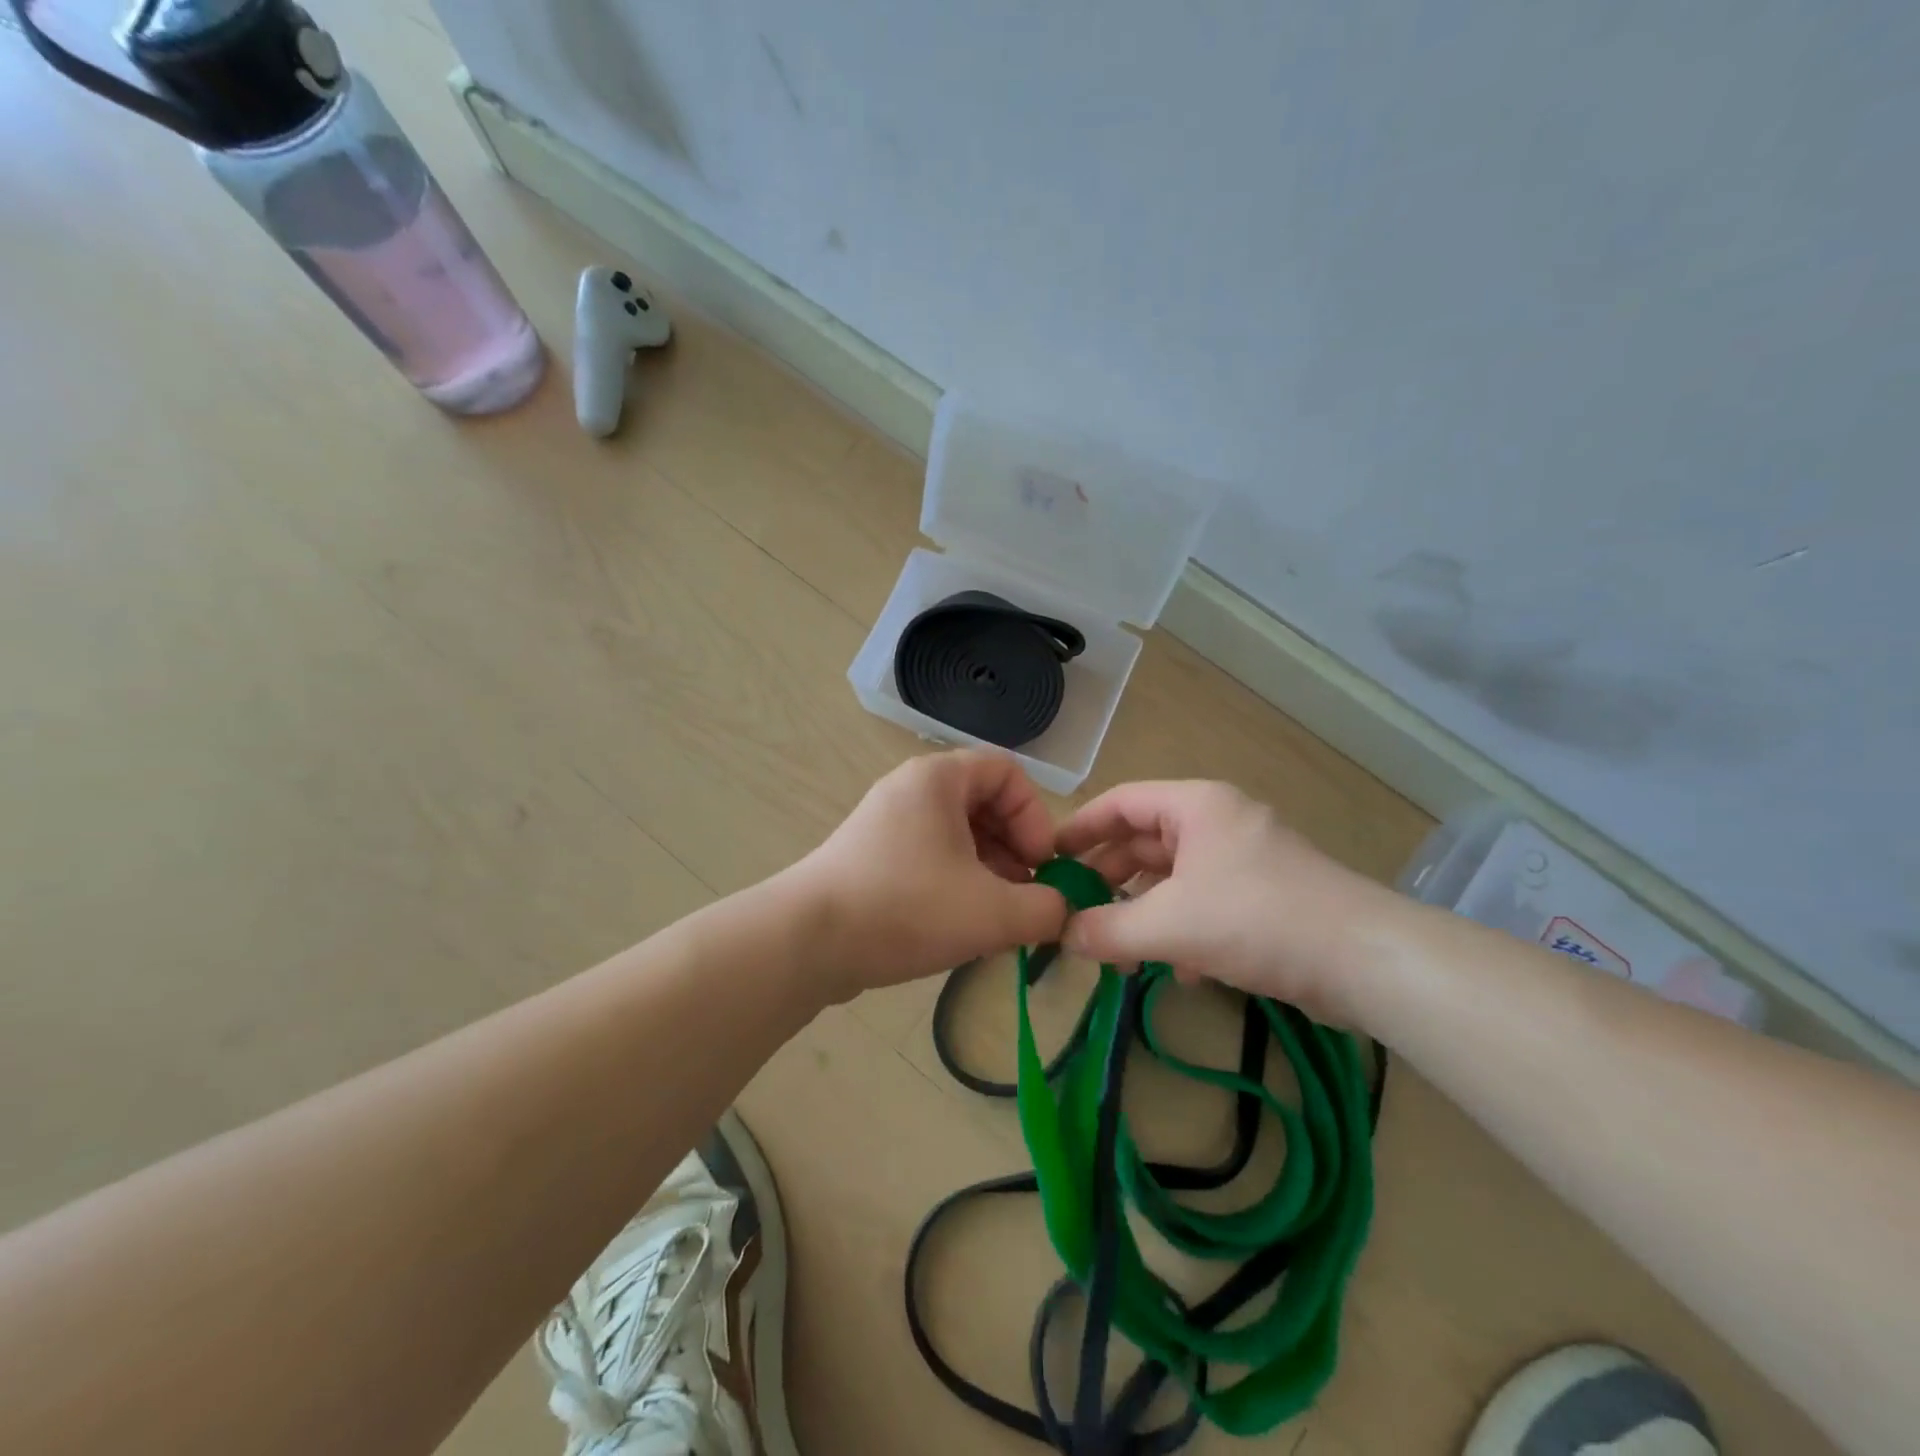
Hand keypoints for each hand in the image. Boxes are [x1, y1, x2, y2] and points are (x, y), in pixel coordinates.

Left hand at [791, 750, 1070, 999]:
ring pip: (957, 835)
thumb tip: (1061, 911)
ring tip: (997, 918)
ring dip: (989, 871)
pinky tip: (961, 925)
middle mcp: (911, 790)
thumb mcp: (991, 912)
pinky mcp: (871, 857)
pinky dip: (956, 883)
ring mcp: (886, 823)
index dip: (1036, 817)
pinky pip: (930, 856)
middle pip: (984, 803)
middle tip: (1025, 896)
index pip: (1008, 773)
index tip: (1041, 866)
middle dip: (1015, 850)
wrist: (806, 941)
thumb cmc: (905, 908)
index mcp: (938, 779)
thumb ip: (1044, 909)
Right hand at [1055, 780, 1408, 1024]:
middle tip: (1076, 912)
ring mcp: (1245, 860)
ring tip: (1117, 951)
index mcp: (1195, 806)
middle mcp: (1219, 823)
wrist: (1363, 959)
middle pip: (1145, 841)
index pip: (1121, 802)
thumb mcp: (1170, 923)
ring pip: (1175, 878)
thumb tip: (1064, 936)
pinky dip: (1182, 930)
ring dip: (1143, 912)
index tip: (1048, 858)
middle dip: (1109, 879)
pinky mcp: (1265, 897)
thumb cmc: (1256, 918)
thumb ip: (1108, 929)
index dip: (1080, 828)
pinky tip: (1178, 970)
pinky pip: (1205, 903)